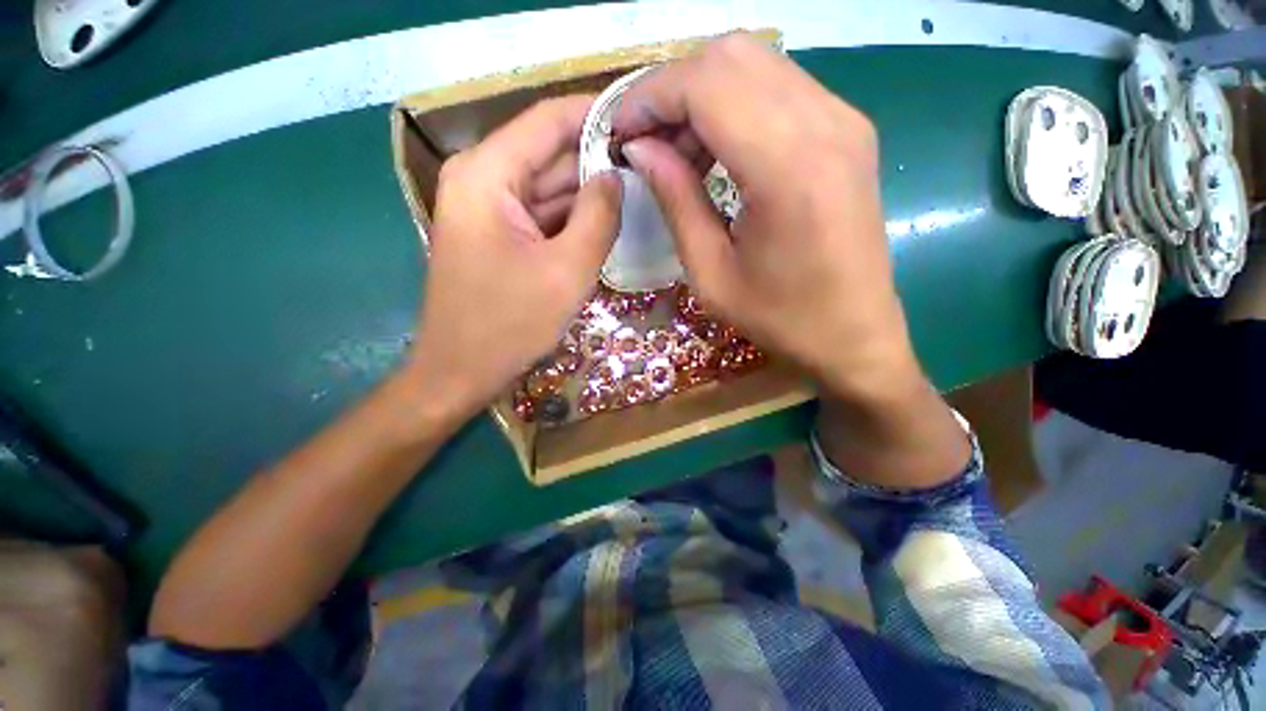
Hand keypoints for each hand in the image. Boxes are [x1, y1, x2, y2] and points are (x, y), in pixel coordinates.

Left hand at [409, 96, 622, 419]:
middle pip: (549, 153)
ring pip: (549, 186)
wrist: (461, 372)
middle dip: (598, 159)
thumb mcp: (566, 271)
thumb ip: (598, 216)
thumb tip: (616, 175)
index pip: (548, 120)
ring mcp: (488, 208)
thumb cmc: (509, 325)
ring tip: (639, 192)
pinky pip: (542, 214)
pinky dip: (573, 218)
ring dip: (589, 192)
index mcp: (487, 175)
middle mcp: (482, 179)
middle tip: (651, 166)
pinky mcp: (498, 234)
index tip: (642, 121)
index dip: (597, 114)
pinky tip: (606, 223)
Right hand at [613, 34, 917, 400]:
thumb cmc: (781, 318)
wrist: (855, 334)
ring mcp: (845, 119)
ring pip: (755, 63)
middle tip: (646, 143)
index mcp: (789, 168)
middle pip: (731, 56)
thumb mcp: (711, 274)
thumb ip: (676, 201)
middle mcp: (826, 123)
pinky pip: (779, 88)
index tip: (619, 132)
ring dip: (702, 96)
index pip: (707, 84)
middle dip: (672, 89)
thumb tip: (639, 149)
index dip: (650, 96)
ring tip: (677, 153)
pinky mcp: (848, 130)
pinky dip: (734, 105)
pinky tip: (716, 151)